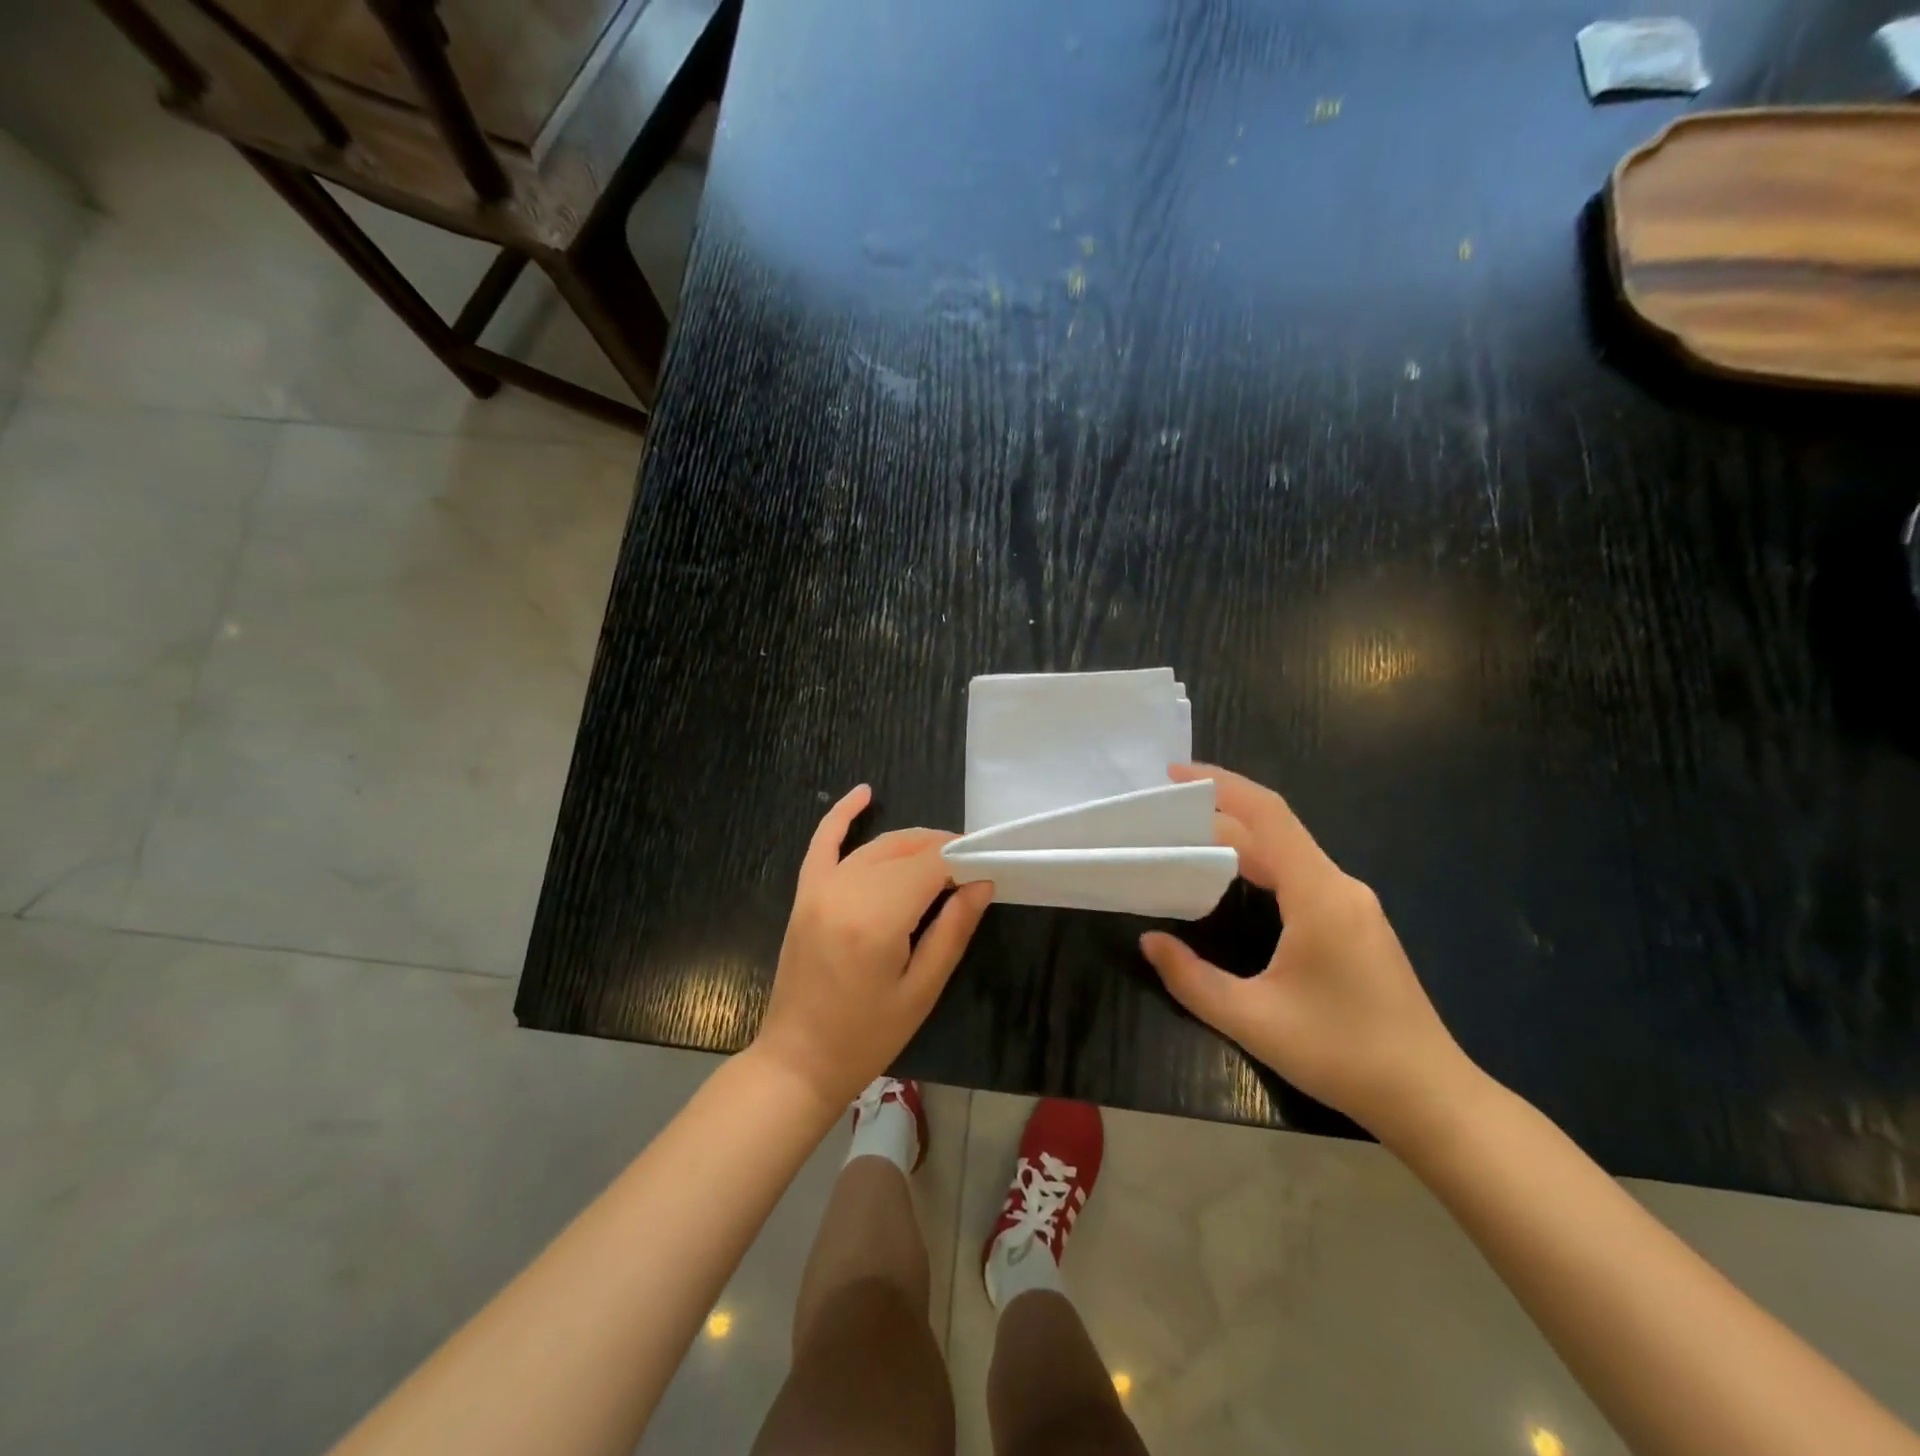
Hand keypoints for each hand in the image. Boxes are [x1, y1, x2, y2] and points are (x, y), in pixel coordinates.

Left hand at [754, 785, 992, 1111]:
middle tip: (970, 869)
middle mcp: (847, 890)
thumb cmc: (866, 1036)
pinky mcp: (805, 893)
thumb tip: (982, 882)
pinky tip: (864, 793)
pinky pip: (823, 842)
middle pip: (906, 849)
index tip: (985, 870)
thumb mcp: (923, 990)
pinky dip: (842, 815)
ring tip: (942, 854)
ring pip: (877, 846)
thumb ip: (953, 930)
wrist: (797, 1060)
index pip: (932, 865)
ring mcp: (820, 888)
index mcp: (878, 917)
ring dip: (912, 843)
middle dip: (942, 851)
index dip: (963, 860)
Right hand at [1138, 764, 1476, 1142]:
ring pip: (1288, 854)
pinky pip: (1301, 876)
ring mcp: (1353, 905)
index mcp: (1319, 895)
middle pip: (1274, 831)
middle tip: (1164, 816)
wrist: (1431, 1098)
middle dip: (1218, 813)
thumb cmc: (1341, 1053)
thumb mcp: (1252, 1020)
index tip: (1175, 775)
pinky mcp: (1356, 924)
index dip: (1221, 785)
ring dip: (1238, 840)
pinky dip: (1260, 866)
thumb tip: (1150, 941)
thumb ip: (1191, 979)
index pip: (1267, 816)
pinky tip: (1232, 882)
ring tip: (1186, 842)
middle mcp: (1339, 887)